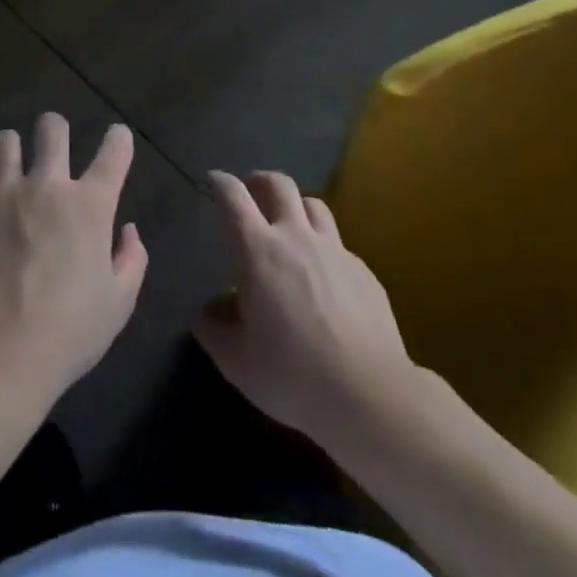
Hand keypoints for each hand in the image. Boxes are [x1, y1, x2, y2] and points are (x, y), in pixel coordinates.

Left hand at [0, 114, 147, 409]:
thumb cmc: (68, 334)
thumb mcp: (118, 305)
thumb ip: (131, 260)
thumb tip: (128, 230)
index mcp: (90, 205)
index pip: (114, 152)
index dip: (119, 139)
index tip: (118, 138)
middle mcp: (47, 185)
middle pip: (51, 127)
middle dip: (55, 129)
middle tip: (52, 147)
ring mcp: (2, 192)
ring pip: (4, 140)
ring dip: (11, 149)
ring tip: (9, 166)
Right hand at [194, 170, 417, 443]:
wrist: (371, 397)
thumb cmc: (293, 375)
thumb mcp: (237, 363)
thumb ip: (214, 331)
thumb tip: (205, 314)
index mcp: (258, 250)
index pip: (233, 197)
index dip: (220, 182)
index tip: (213, 180)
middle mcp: (296, 237)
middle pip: (279, 184)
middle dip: (260, 180)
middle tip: (252, 191)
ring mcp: (335, 251)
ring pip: (313, 205)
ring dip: (296, 206)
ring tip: (290, 224)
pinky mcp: (364, 272)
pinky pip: (338, 244)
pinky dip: (324, 247)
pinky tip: (324, 276)